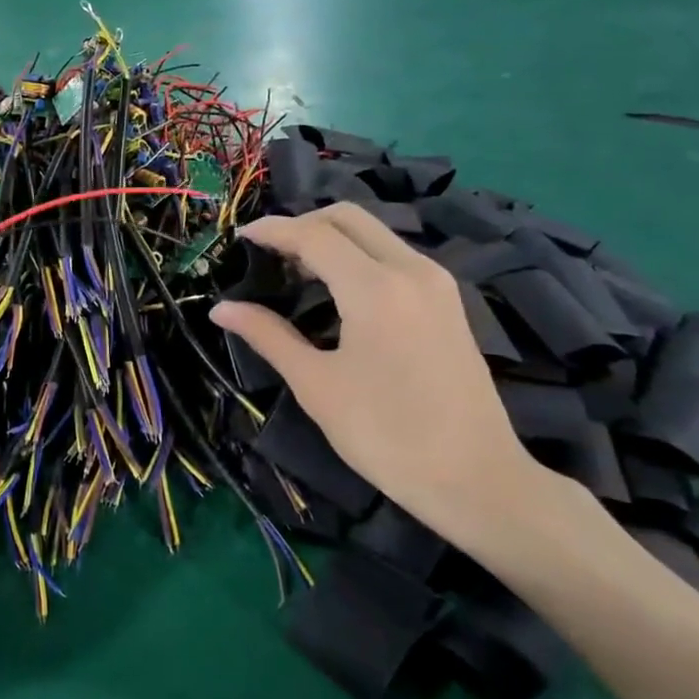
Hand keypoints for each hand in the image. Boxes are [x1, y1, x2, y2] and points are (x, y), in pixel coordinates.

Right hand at [210, 204, 553, 556]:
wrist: (477, 480)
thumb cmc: (386, 434)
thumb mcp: (316, 385)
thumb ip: (268, 336)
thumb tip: (221, 309)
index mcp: (375, 288)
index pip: (314, 235)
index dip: (272, 230)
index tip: (239, 237)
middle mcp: (411, 270)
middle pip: (348, 218)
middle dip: (303, 224)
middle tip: (268, 253)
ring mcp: (436, 283)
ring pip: (375, 233)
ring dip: (332, 238)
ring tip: (296, 271)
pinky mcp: (448, 301)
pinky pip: (394, 255)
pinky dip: (358, 256)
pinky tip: (337, 289)